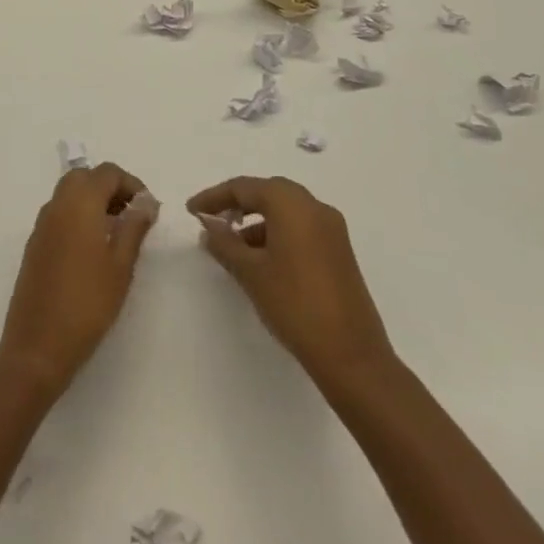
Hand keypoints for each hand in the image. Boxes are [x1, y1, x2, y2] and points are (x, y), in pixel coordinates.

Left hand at [0, 163, 157, 395]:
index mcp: (79, 203)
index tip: (148, 208)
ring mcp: (41, 225)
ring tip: (116, 233)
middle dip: (110, 188)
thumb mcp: (120, 266)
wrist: (37, 346)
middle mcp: (57, 205)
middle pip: (84, 177)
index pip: (107, 173)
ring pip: (69, 194)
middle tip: (131, 215)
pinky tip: (92, 249)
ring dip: (93, 201)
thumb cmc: (87, 304)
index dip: (131, 183)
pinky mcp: (34, 244)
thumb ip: (134, 227)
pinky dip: (77, 216)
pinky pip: (59, 214)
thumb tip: (146, 201)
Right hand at [187, 176, 395, 394]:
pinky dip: (277, 234)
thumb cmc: (295, 305)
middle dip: (237, 204)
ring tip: (233, 247)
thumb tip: (208, 228)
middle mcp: (314, 207)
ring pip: (285, 211)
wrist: (352, 356)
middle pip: (267, 192)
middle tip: (212, 222)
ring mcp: (332, 229)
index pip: (244, 187)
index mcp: (291, 204)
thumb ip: (225, 244)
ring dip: (257, 222)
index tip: (191, 211)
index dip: (214, 197)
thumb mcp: (251, 272)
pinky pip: (301, 228)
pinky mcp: (339, 251)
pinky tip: (262, 260)